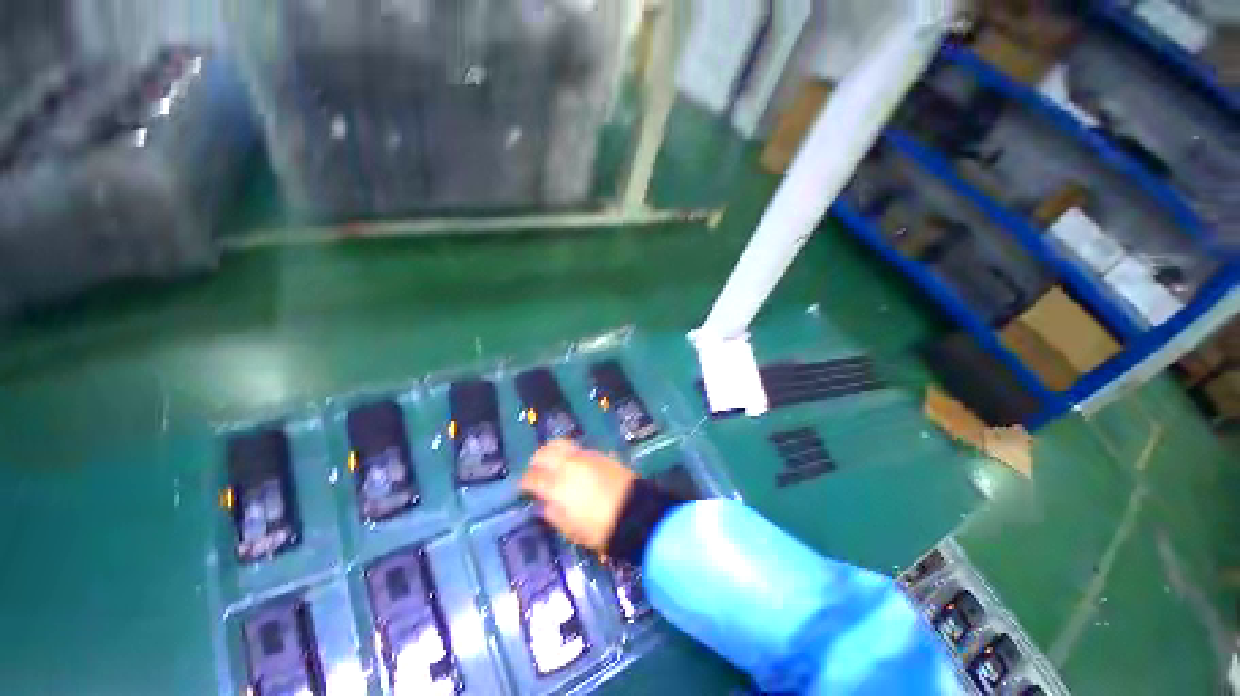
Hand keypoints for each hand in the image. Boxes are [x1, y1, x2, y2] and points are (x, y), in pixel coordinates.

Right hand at [520, 440, 635, 552]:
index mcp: (557, 485)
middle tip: (535, 470)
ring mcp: (584, 456)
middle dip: (536, 460)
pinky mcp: (599, 454)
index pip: (533, 478)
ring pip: (560, 445)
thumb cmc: (600, 528)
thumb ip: (553, 514)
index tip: (523, 487)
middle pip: (544, 453)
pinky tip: (572, 464)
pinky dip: (569, 453)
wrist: (635, 510)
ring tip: (552, 463)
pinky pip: (577, 448)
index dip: (525, 482)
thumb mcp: (571, 529)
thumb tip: (545, 503)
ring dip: (551, 452)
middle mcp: (568, 465)